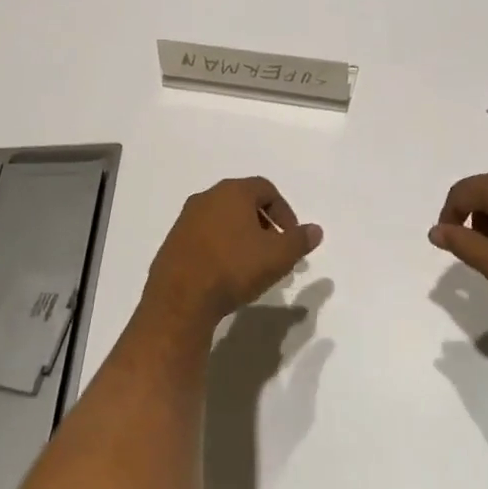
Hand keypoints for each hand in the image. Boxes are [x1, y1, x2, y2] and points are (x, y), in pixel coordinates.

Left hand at [145, 177, 321, 329]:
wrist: (180, 299)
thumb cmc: (234, 268)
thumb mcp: (278, 256)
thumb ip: (299, 240)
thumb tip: (315, 230)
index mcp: (232, 192)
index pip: (266, 189)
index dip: (285, 212)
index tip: (291, 238)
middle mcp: (206, 198)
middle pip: (243, 203)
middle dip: (264, 225)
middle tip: (276, 252)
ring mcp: (186, 220)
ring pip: (223, 221)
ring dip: (242, 238)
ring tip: (253, 267)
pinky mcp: (173, 242)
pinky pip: (205, 237)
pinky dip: (221, 248)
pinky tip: (226, 274)